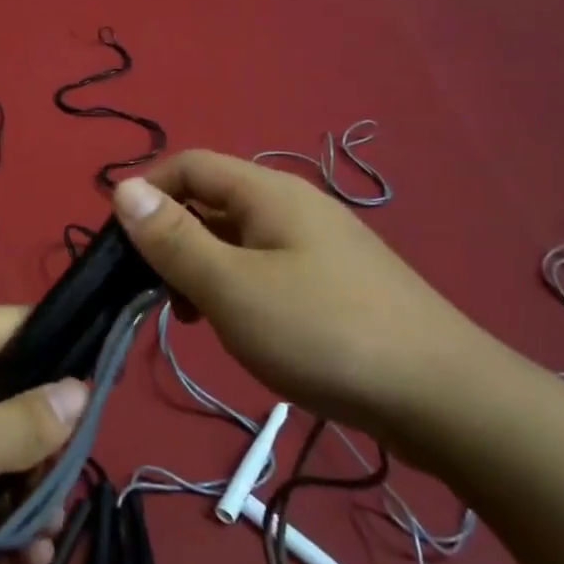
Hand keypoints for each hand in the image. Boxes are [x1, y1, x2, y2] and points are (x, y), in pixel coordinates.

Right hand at [112, 151, 487, 435]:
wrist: (445, 399)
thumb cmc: (323, 333)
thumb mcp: (231, 287)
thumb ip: (173, 238)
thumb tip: (123, 188)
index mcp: (268, 193)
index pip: (189, 165)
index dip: (146, 192)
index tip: (118, 243)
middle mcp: (293, 207)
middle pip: (212, 201)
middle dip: (172, 237)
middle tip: (152, 291)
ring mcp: (319, 245)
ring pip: (237, 240)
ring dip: (202, 267)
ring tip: (192, 317)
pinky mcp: (335, 284)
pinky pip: (265, 268)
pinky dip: (236, 288)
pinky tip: (238, 328)